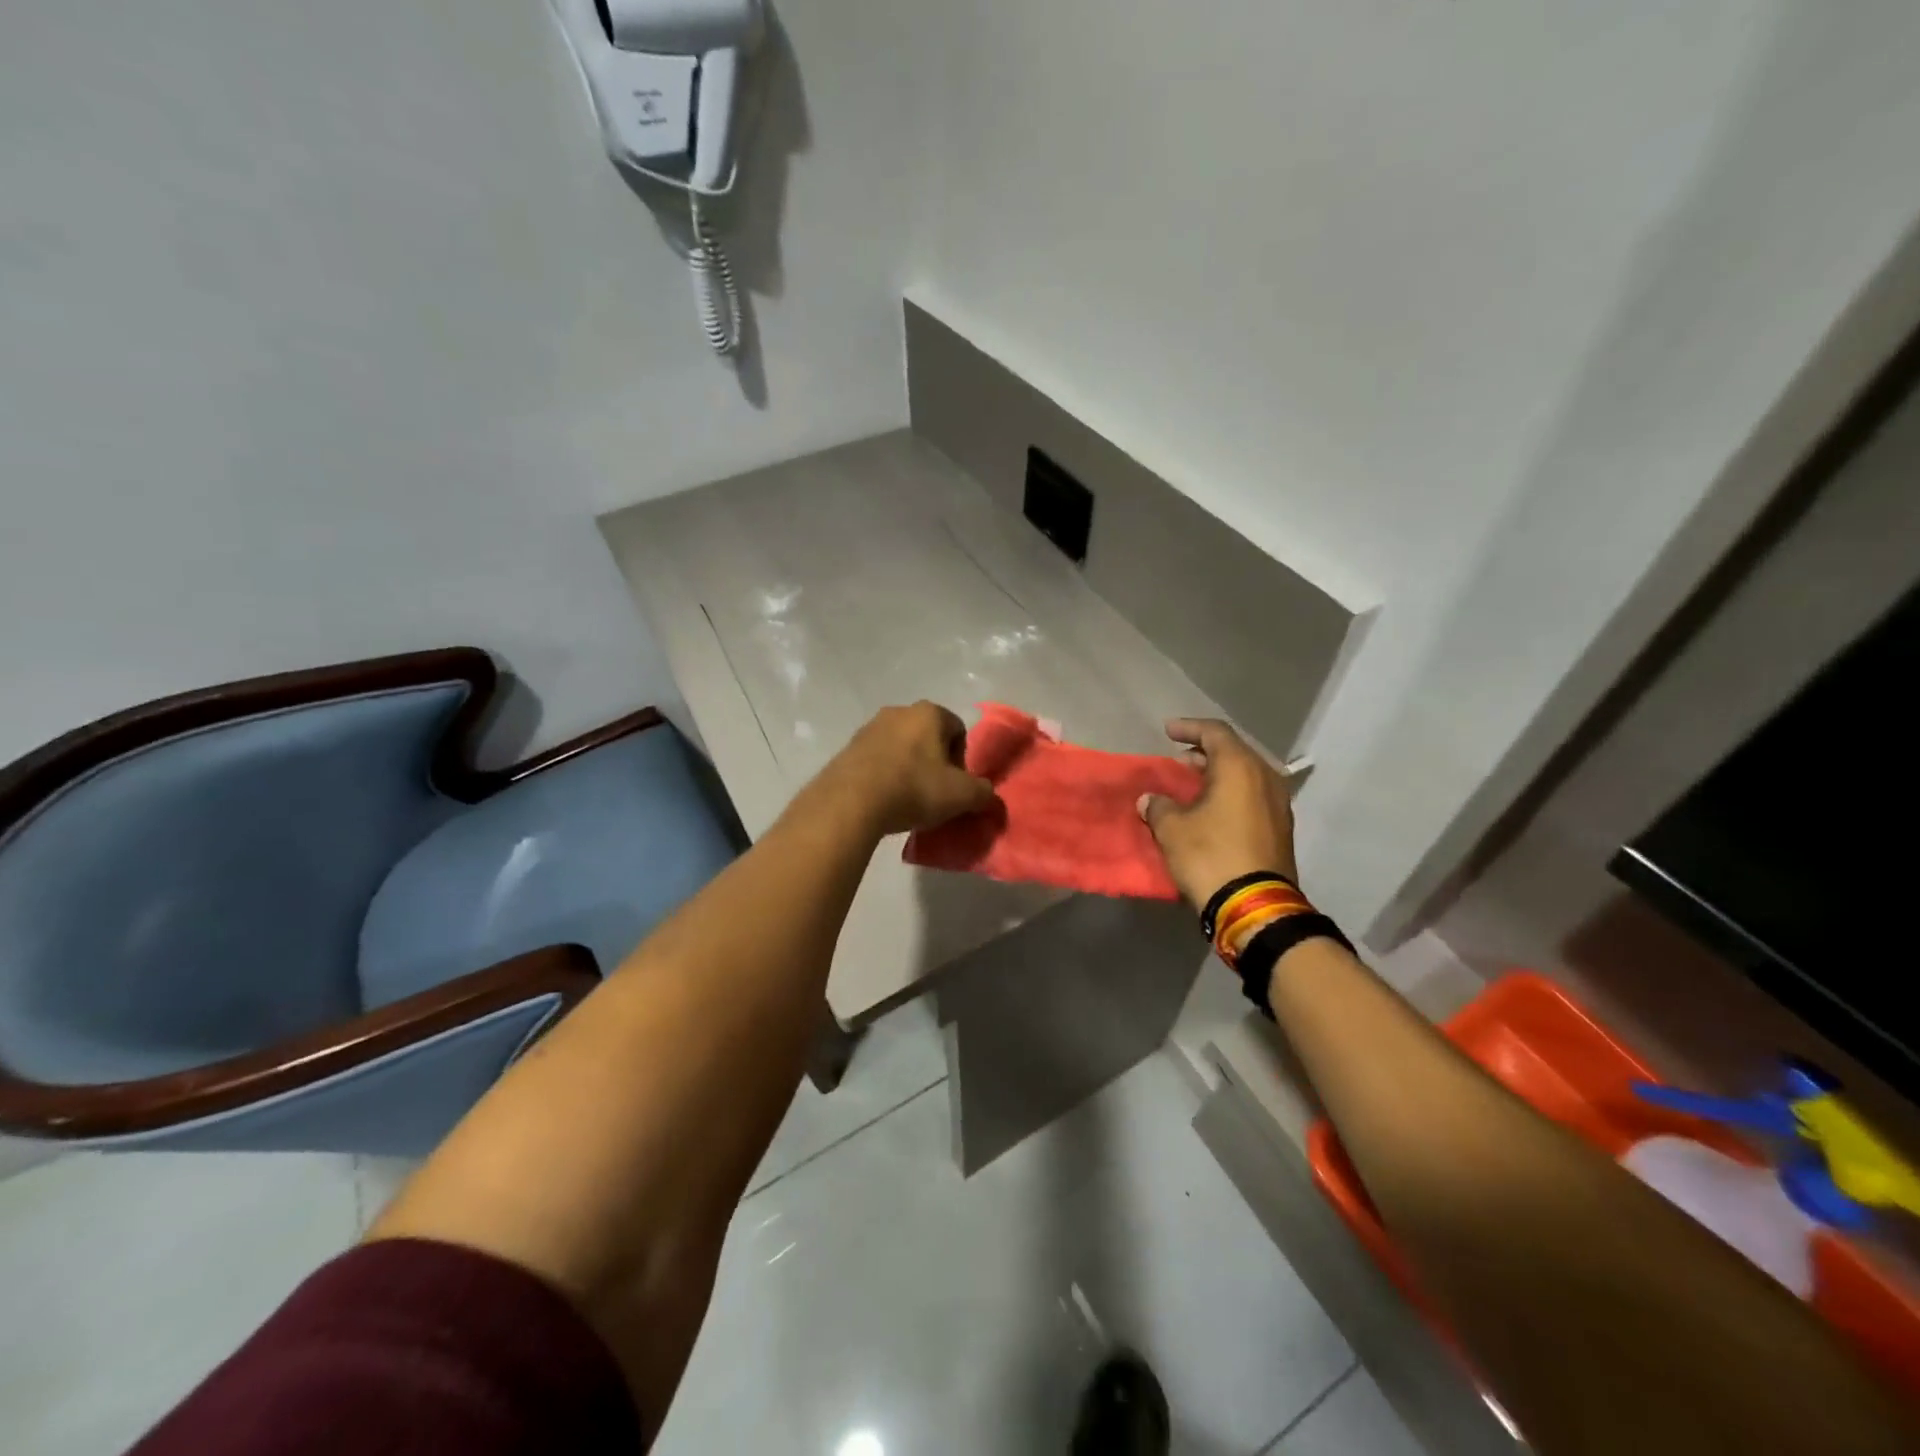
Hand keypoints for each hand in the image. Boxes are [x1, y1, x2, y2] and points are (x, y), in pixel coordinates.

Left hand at [820, 702, 996, 836]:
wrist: (851, 802)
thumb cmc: (914, 788)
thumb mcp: (961, 796)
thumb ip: (983, 793)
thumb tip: (989, 797)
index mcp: (929, 712)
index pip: (958, 730)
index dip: (961, 760)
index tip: (955, 786)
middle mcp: (898, 711)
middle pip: (928, 737)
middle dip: (934, 763)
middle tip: (934, 793)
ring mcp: (869, 727)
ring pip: (900, 747)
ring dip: (908, 768)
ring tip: (907, 800)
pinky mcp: (848, 748)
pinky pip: (876, 759)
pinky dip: (884, 775)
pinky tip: (884, 799)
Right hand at [1137, 718, 1298, 909]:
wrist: (1254, 906)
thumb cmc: (1210, 855)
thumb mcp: (1172, 829)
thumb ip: (1158, 806)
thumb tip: (1150, 800)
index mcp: (1240, 767)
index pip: (1214, 732)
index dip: (1188, 728)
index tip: (1167, 731)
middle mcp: (1265, 777)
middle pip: (1233, 752)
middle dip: (1204, 753)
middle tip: (1178, 760)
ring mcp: (1278, 803)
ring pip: (1245, 775)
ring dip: (1218, 776)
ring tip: (1191, 785)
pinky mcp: (1281, 828)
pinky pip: (1252, 796)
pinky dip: (1230, 794)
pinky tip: (1211, 809)